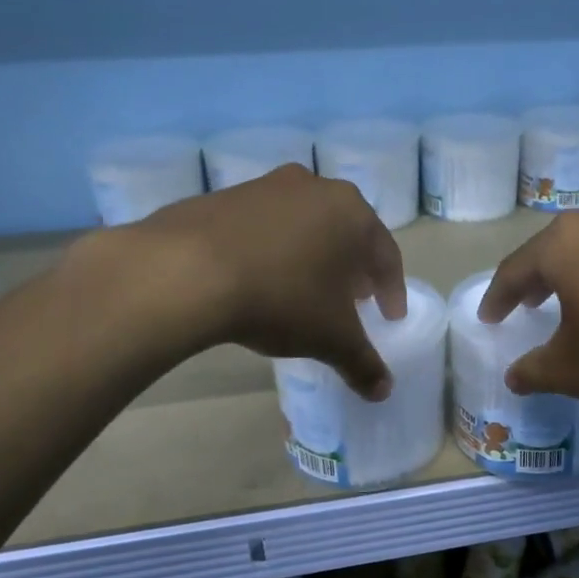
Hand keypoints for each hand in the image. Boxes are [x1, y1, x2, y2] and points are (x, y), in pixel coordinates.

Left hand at [131, 165, 406, 398]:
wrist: (186, 271)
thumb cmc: (282, 298)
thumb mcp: (331, 339)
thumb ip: (363, 363)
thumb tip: (383, 390)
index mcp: (352, 212)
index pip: (386, 255)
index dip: (391, 291)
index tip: (389, 318)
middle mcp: (314, 187)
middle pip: (346, 234)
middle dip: (352, 270)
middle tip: (352, 301)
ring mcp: (266, 187)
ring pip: (304, 226)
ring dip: (312, 257)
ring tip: (304, 291)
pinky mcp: (224, 197)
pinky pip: (263, 228)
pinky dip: (272, 251)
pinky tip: (259, 279)